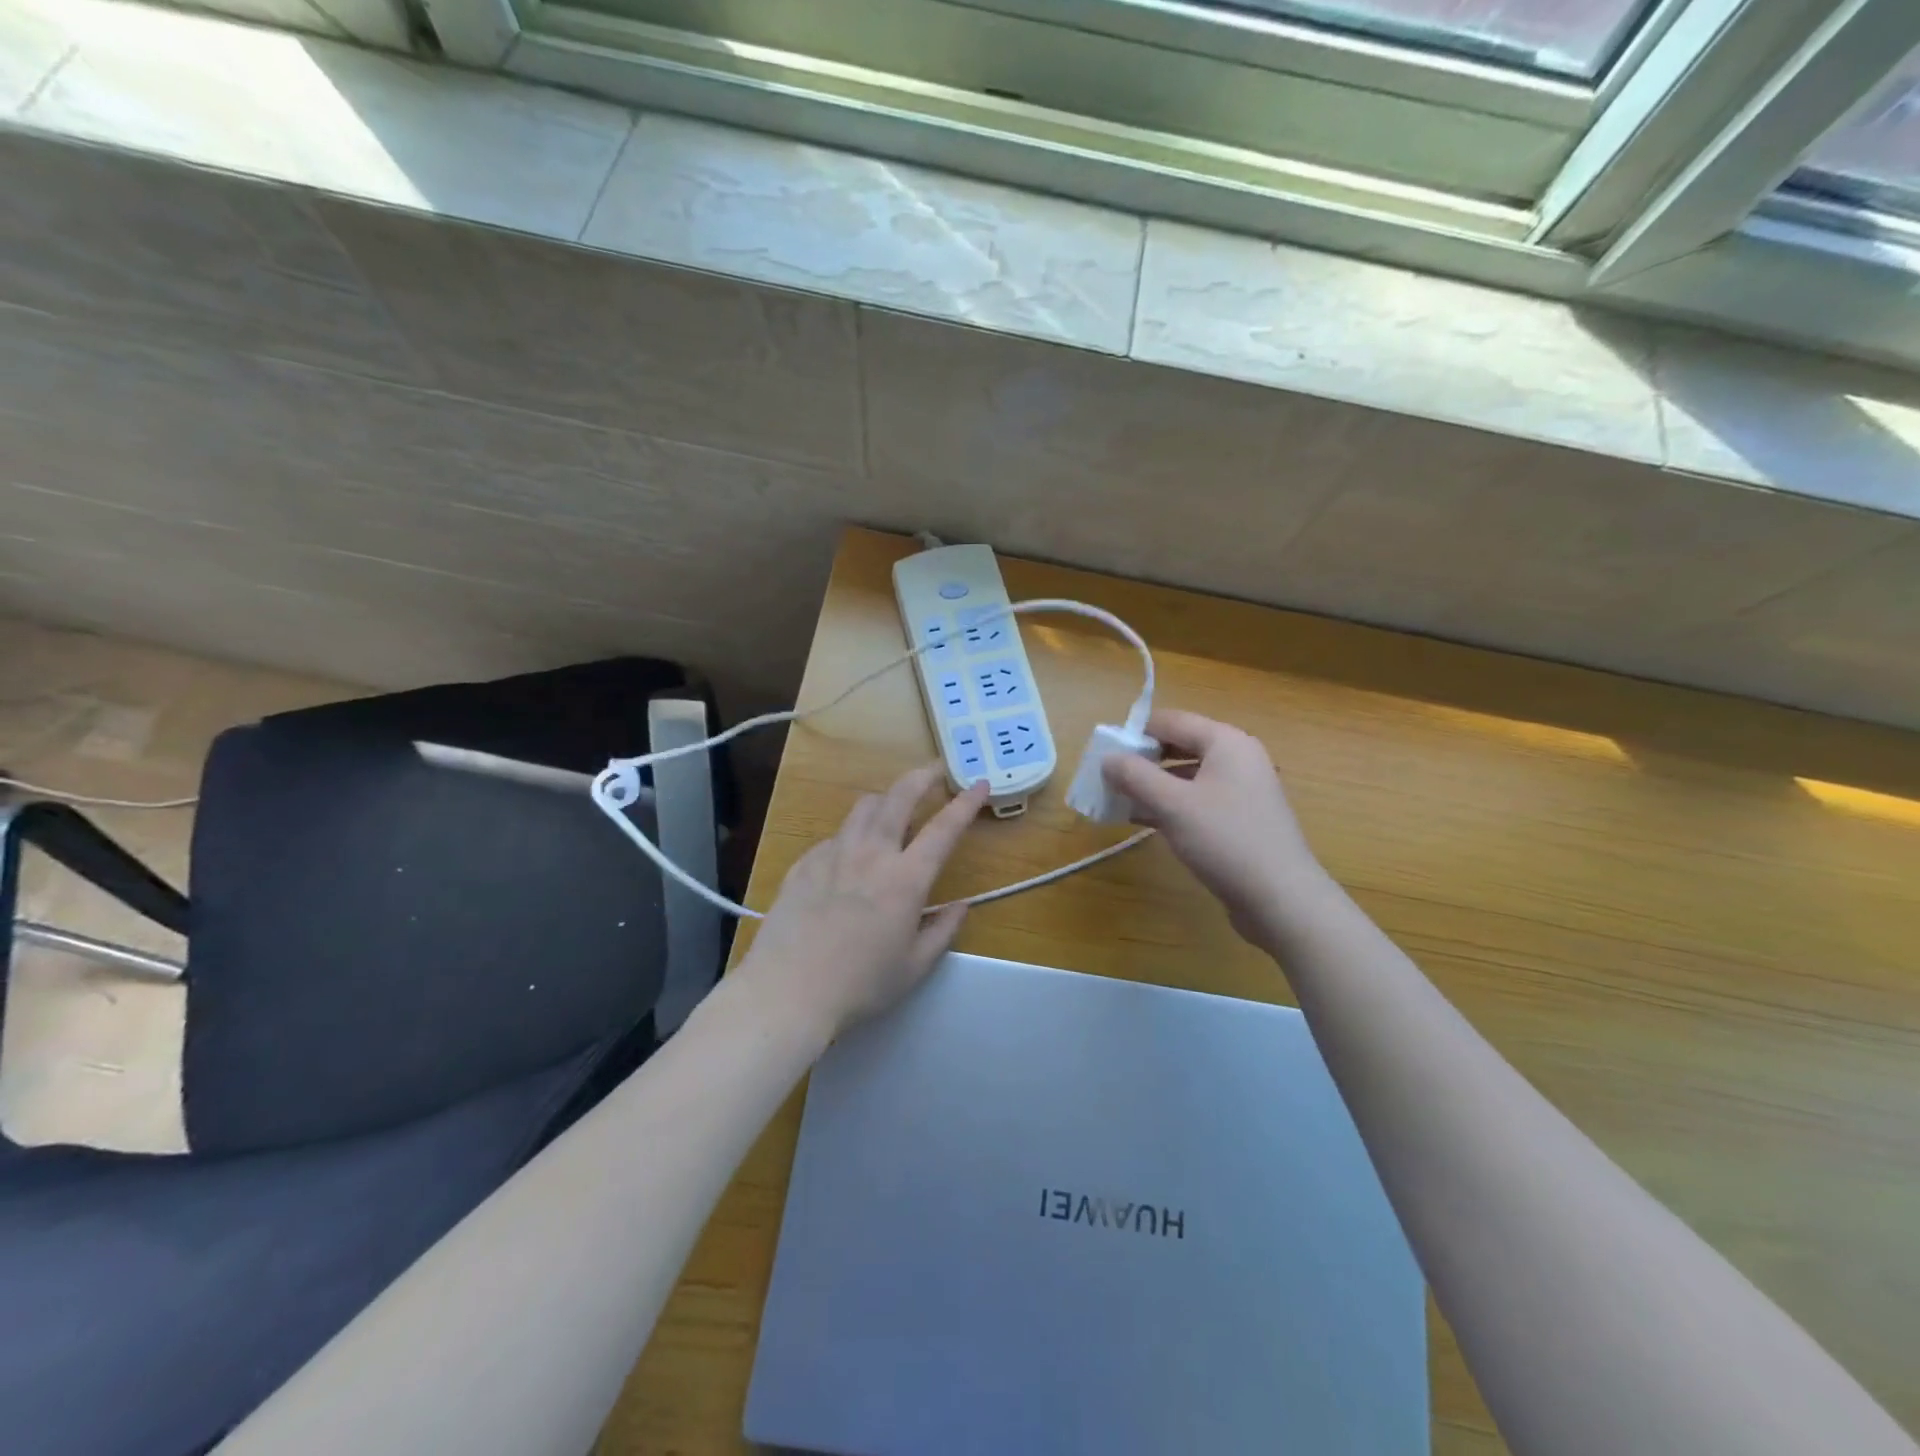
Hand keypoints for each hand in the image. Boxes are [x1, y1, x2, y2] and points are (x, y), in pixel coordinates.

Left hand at [736, 765, 988, 1039]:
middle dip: (922, 777)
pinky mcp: (804, 863)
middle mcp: (871, 854)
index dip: (966, 803)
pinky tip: (851, 856)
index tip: (979, 783)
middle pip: (899, 797)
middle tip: (936, 771)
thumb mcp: (914, 968)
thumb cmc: (860, 985)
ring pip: (864, 807)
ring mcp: (833, 854)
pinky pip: (835, 836)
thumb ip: (943, 931)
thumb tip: (961, 906)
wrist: (787, 990)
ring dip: (886, 799)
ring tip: (894, 807)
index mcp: (905, 879)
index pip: (944, 829)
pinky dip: (852, 835)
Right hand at [1104, 710, 1324, 946]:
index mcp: (1226, 742)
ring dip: (1153, 785)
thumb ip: (1135, 776)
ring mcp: (1242, 790)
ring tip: (1120, 801)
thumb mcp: (1172, 805)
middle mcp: (1237, 758)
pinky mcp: (1240, 818)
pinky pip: (1198, 800)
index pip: (1170, 721)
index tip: (1104, 754)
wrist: (1281, 898)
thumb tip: (1107, 758)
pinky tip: (1144, 821)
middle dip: (1143, 760)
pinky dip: (1171, 805)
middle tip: (1109, 779)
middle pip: (1180, 746)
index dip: (1135, 732)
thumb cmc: (1225, 840)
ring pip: (1187, 776)